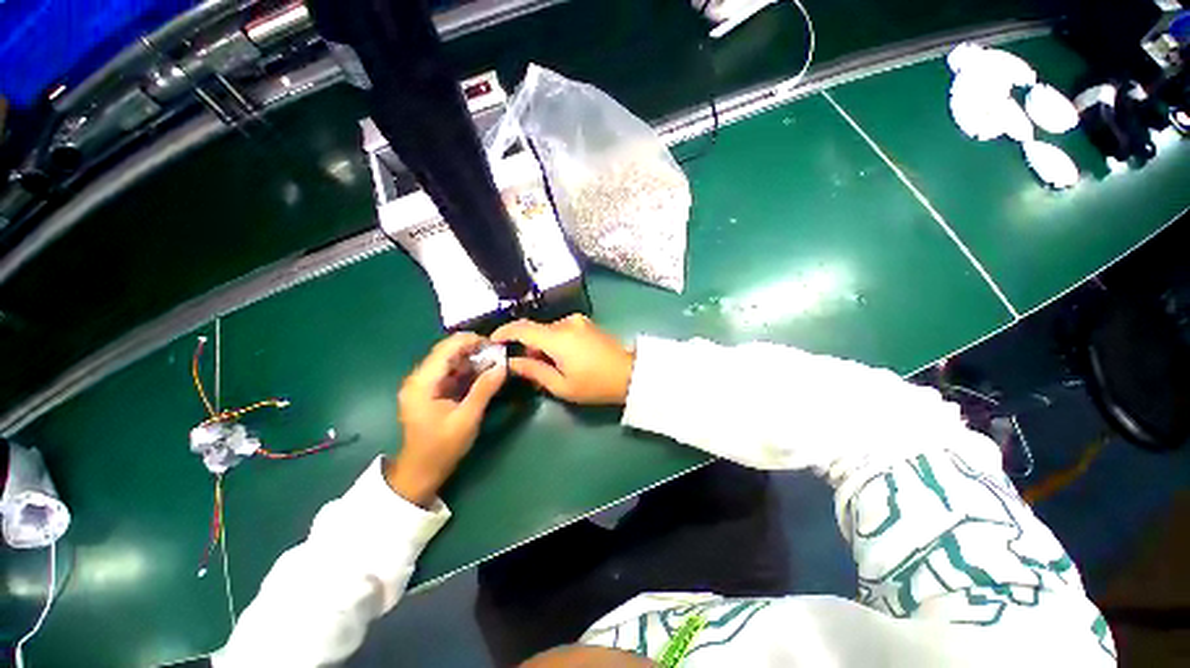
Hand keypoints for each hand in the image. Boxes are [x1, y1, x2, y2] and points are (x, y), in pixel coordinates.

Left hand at [386, 333, 506, 506]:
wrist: (420, 472)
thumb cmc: (441, 448)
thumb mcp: (467, 419)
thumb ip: (484, 390)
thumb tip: (503, 366)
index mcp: (422, 383)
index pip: (446, 349)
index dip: (470, 341)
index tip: (495, 344)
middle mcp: (419, 378)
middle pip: (447, 351)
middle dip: (473, 349)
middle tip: (499, 354)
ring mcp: (423, 384)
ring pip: (449, 360)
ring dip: (472, 359)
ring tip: (495, 362)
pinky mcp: (430, 391)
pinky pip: (449, 372)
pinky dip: (467, 370)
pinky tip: (483, 374)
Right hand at [491, 315, 633, 405]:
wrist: (630, 375)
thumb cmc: (594, 384)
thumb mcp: (561, 385)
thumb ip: (534, 371)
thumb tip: (512, 362)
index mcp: (557, 337)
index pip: (522, 328)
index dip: (504, 332)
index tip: (492, 341)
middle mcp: (566, 323)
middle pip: (537, 330)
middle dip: (528, 346)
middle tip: (528, 368)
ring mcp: (579, 321)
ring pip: (550, 331)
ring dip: (543, 345)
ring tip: (549, 367)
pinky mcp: (588, 324)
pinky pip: (563, 330)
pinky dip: (556, 341)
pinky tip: (563, 358)